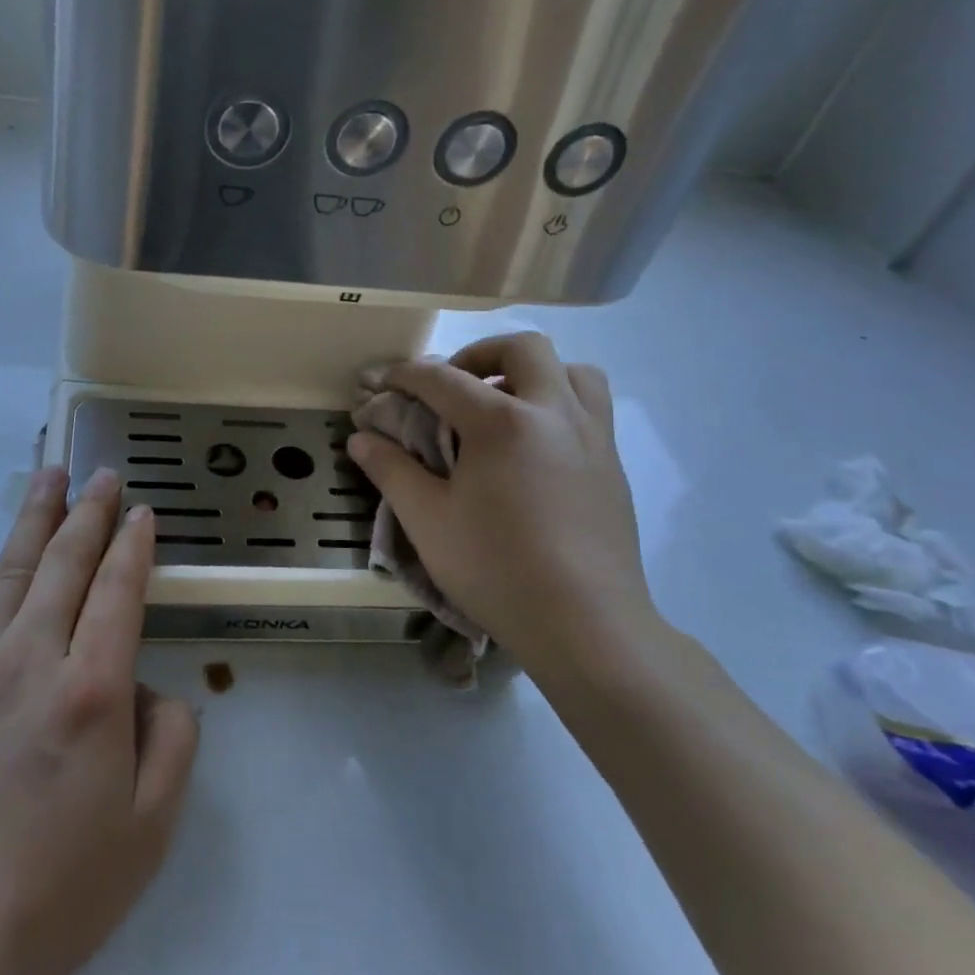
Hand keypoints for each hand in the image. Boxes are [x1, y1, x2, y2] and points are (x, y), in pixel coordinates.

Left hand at [0, 465, 198, 974]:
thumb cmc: (57, 894)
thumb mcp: (151, 826)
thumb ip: (171, 737)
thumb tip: (146, 687)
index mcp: (90, 690)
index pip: (118, 590)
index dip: (132, 544)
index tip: (140, 511)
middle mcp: (27, 660)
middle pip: (64, 564)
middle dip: (87, 512)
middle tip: (100, 474)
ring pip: (11, 575)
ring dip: (36, 522)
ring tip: (49, 478)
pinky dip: (2, 583)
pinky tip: (12, 574)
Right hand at [347, 332, 662, 682]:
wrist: (586, 625)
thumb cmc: (496, 568)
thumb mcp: (427, 520)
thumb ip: (392, 470)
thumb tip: (361, 438)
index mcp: (503, 422)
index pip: (443, 379)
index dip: (404, 375)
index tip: (380, 382)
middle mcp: (554, 413)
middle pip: (523, 348)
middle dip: (479, 354)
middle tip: (453, 384)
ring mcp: (594, 437)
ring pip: (573, 371)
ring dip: (532, 373)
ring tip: (503, 405)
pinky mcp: (613, 466)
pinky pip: (590, 409)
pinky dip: (557, 404)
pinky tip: (533, 448)